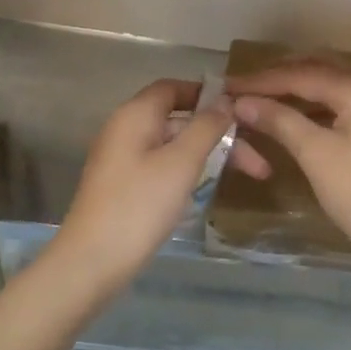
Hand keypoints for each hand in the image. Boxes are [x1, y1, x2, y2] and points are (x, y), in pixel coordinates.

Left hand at [50, 79, 233, 297]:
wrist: (92, 261)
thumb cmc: (140, 205)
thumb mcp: (181, 162)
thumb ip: (206, 127)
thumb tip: (224, 100)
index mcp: (135, 115)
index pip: (173, 87)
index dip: (207, 94)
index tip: (241, 111)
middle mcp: (125, 129)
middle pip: (179, 120)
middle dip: (219, 134)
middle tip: (258, 161)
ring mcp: (122, 160)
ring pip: (173, 146)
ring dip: (209, 155)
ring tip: (248, 176)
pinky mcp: (122, 186)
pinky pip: (161, 166)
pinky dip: (188, 171)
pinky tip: (209, 189)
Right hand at [228, 60, 350, 273]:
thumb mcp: (316, 154)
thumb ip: (279, 120)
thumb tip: (241, 102)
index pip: (303, 73)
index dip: (262, 80)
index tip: (228, 85)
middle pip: (319, 67)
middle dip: (280, 76)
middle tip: (244, 88)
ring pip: (332, 83)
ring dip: (297, 88)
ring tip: (261, 100)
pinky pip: (343, 100)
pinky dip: (315, 104)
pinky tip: (292, 115)